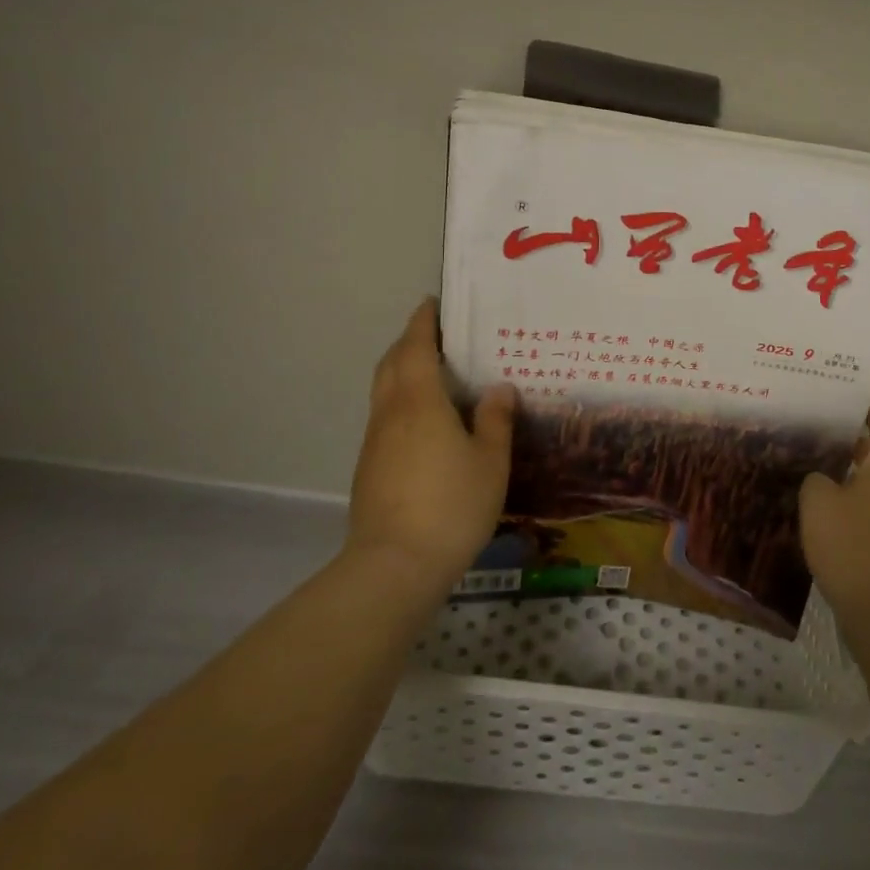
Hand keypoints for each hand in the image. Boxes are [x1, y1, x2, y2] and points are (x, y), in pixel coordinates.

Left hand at [346, 298, 516, 584]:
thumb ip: (495, 420)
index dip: (423, 323)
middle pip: (391, 364)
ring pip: (383, 391)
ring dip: (401, 370)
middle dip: (408, 342)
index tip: (431, 304)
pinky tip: (423, 420)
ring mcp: (375, 442)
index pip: (416, 348)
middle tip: (434, 334)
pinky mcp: (369, 468)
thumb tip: (499, 388)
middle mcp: (391, 414)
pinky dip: (400, 399)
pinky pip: (384, 416)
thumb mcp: (490, 461)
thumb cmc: (452, 504)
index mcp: (421, 402)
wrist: (394, 566)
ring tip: (431, 371)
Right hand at [799, 372, 869, 627]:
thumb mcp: (820, 501)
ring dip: (850, 455)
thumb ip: (815, 479)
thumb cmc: (857, 546)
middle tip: (828, 400)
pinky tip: (815, 493)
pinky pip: (863, 500)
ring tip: (813, 440)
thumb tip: (819, 478)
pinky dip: (845, 488)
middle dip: (863, 419)